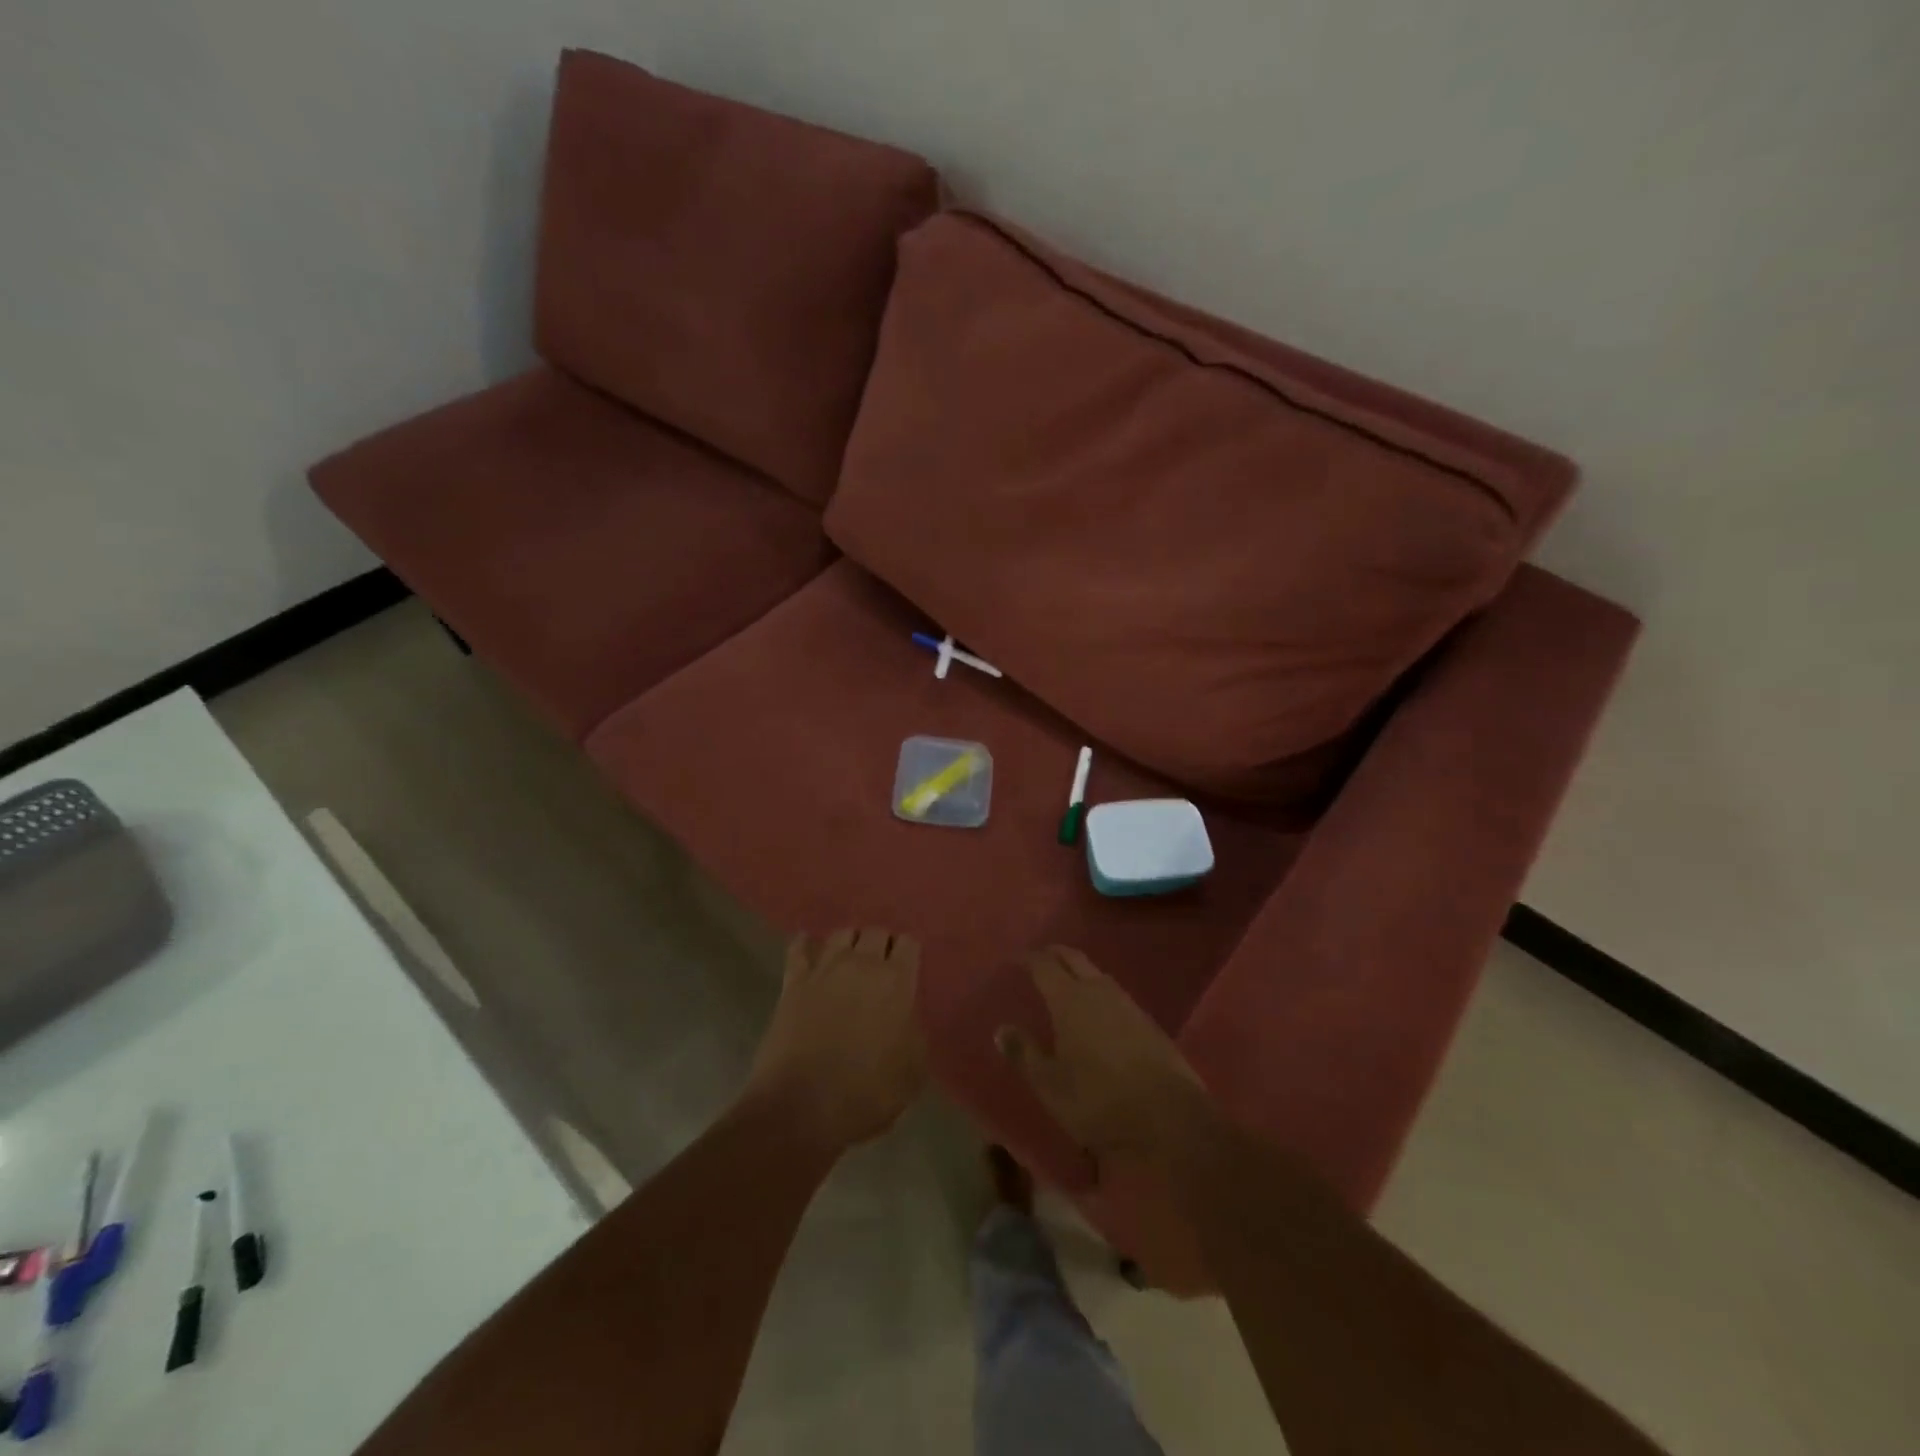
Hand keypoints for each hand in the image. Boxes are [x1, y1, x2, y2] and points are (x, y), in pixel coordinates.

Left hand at [743, 928, 926, 1150]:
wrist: (801, 1108)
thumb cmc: (866, 1093)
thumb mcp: (912, 1071)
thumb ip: (914, 1032)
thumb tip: (905, 1017)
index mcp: (896, 982)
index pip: (908, 944)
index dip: (908, 954)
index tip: (908, 970)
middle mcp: (861, 964)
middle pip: (875, 932)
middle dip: (881, 944)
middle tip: (881, 967)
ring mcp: (824, 970)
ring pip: (841, 934)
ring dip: (850, 942)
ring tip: (851, 959)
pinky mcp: (793, 983)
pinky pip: (798, 949)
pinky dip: (805, 944)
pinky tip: (807, 944)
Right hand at [997, 946, 1208, 1163]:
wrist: (1169, 1119)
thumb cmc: (1098, 1100)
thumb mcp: (1050, 1085)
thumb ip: (1025, 1053)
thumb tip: (1001, 1028)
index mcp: (1070, 999)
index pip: (1044, 965)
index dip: (1029, 959)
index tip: (1016, 959)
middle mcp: (1099, 991)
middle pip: (1074, 959)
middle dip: (1055, 954)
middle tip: (1040, 956)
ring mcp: (1128, 1004)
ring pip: (1098, 974)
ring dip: (1080, 971)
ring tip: (1067, 981)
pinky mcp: (1149, 1023)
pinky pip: (1116, 994)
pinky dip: (1100, 991)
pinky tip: (1099, 1009)